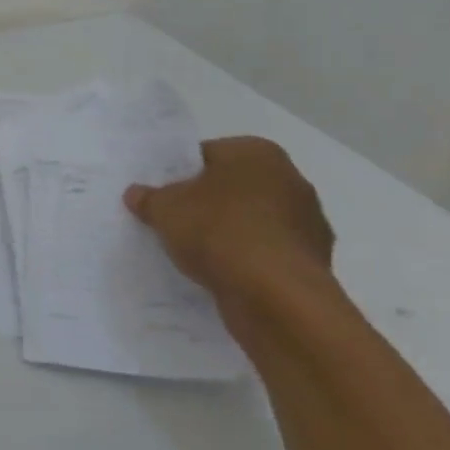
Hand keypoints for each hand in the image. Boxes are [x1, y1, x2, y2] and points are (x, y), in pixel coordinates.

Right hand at [123, 137, 335, 310]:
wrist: (276, 296)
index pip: (206, 155)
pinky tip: (223, 274)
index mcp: (257, 152)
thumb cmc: (218, 231)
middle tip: (175, 222)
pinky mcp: (313, 261)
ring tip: (196, 253)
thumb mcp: (165, 209)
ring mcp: (308, 222)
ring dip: (229, 234)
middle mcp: (290, 179)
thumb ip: (149, 198)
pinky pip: (267, 253)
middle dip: (206, 203)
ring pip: (252, 221)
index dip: (179, 175)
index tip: (162, 196)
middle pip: (232, 187)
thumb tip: (136, 193)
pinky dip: (248, 261)